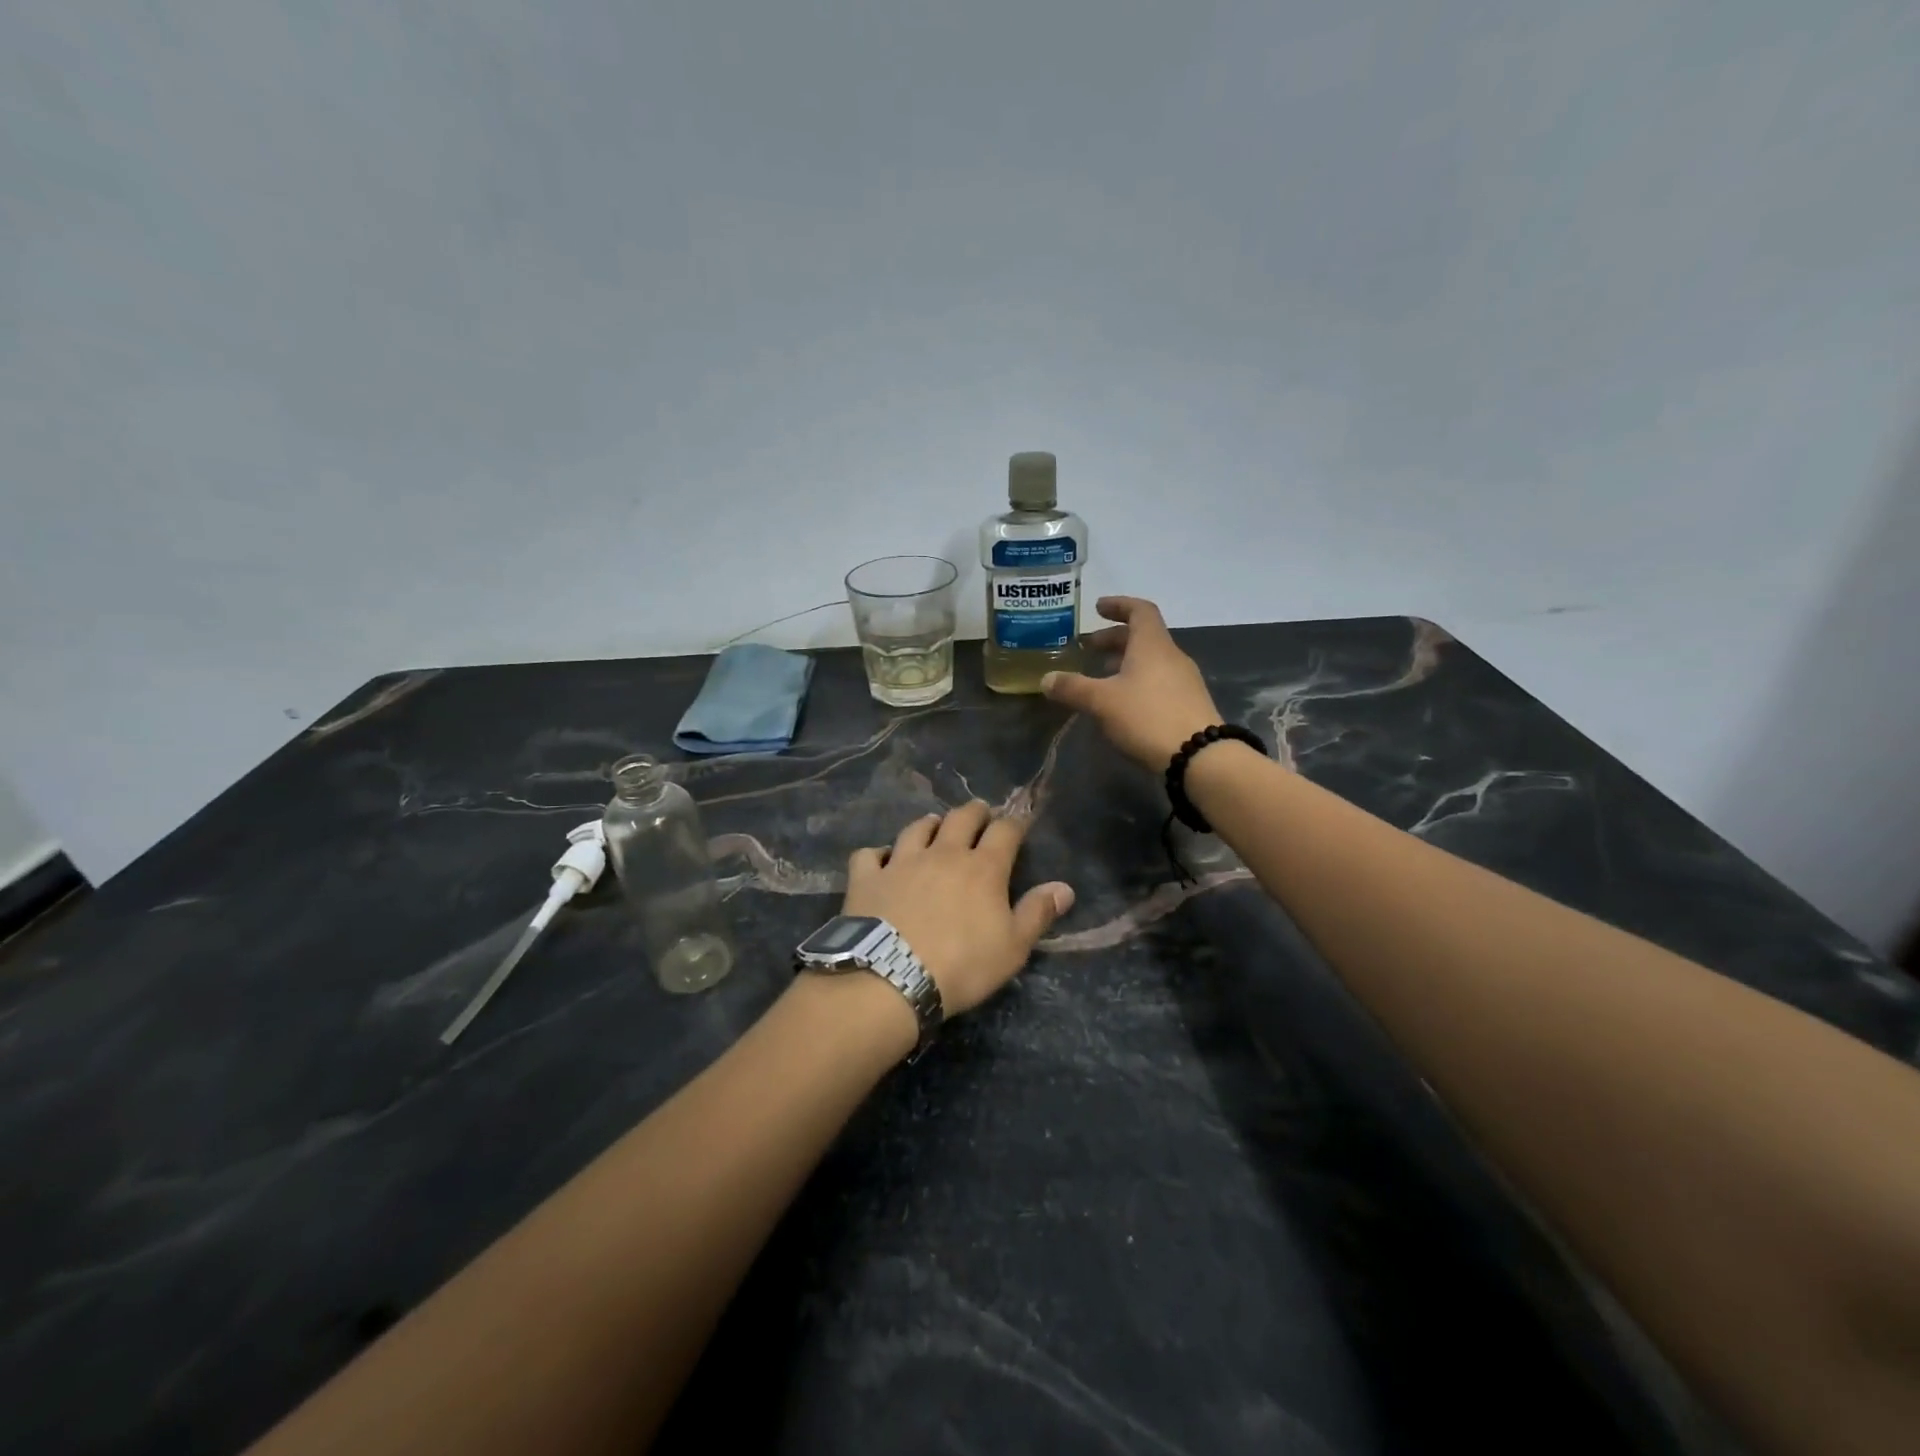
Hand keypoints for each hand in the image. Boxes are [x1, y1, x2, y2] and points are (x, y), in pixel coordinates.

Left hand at [843, 802, 1073, 1016]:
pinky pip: (869, 854)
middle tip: (980, 813)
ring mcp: (901, 862)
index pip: (1005, 831)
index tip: (1019, 821)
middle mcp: (943, 854)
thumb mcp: (1013, 947)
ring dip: (929, 824)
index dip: (1014, 823)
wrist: (892, 977)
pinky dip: (877, 854)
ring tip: (934, 826)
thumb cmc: (963, 965)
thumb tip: (1065, 887)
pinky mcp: (867, 878)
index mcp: (983, 868)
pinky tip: (881, 860)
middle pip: (961, 818)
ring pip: (917, 829)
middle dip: (975, 812)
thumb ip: (1038, 913)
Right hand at [1041, 596, 1222, 770]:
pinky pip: (1159, 681)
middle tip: (1089, 647)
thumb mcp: (1102, 702)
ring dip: (1125, 662)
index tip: (1098, 608)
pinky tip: (1122, 703)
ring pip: (1151, 661)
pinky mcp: (1188, 704)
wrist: (1200, 756)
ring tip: (1101, 677)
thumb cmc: (1147, 717)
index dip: (1119, 605)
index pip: (1139, 610)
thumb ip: (1072, 688)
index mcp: (1152, 645)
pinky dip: (1137, 681)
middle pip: (1143, 637)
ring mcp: (1184, 681)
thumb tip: (1046, 679)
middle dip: (1114, 639)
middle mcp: (1172, 656)